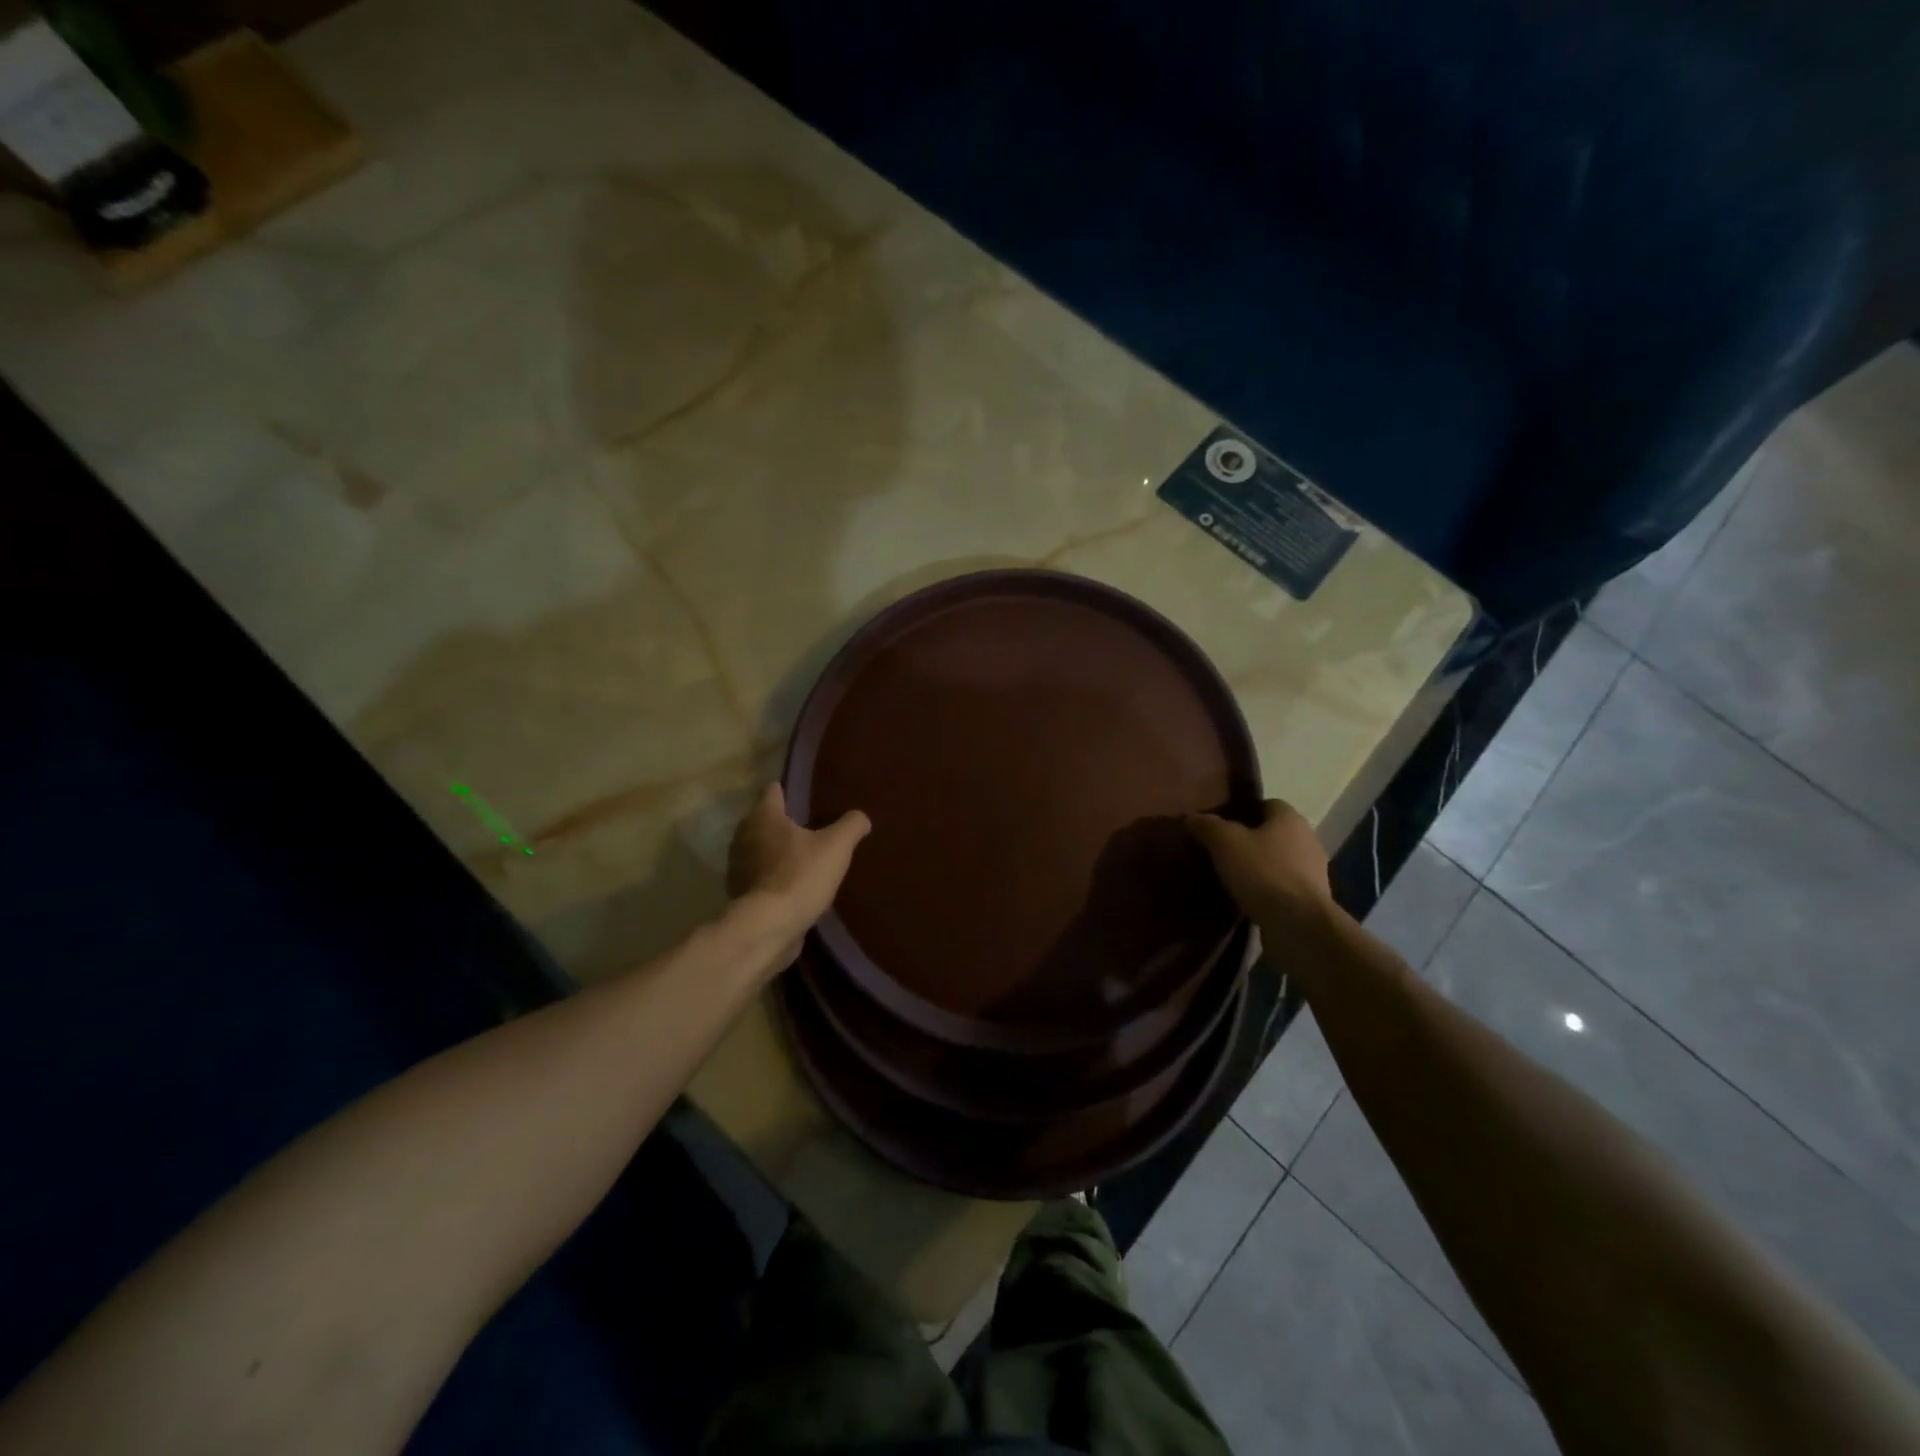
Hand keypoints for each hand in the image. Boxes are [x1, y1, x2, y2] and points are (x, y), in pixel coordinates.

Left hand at [728, 783, 870, 937]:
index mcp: (764, 815)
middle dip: (784, 823)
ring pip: (759, 848)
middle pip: (764, 820)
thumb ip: (851, 826)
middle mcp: (744, 835)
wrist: (768, 927)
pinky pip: (759, 876)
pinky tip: (794, 886)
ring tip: (804, 858)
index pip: (772, 790)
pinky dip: (772, 877)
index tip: (805, 797)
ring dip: (777, 851)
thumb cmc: (801, 875)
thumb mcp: (837, 846)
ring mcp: (738, 866)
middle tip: (812, 828)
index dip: (789, 790)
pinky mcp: (740, 893)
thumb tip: (861, 818)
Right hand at [1186, 799, 1332, 926]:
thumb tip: (1192, 818)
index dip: (1243, 811)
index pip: (1267, 804)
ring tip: (1229, 877)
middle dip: (1249, 840)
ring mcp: (1313, 872)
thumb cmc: (1263, 872)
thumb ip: (1207, 826)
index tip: (1220, 824)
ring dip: (1258, 867)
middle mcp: (1307, 839)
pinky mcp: (1311, 900)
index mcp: (1290, 819)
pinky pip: (1282, 886)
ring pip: (1278, 861)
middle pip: (1273, 833)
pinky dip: (1266, 890)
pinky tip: (1245, 898)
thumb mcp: (1225, 842)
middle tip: (1219, 850)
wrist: (1299, 924)